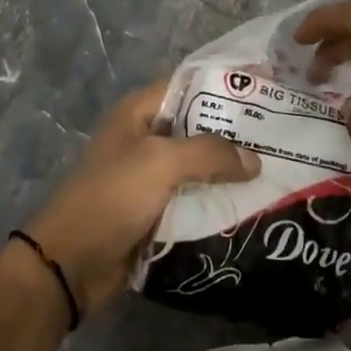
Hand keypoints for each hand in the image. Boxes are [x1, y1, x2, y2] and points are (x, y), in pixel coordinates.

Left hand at [22, 81, 258, 317]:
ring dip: (232, 169)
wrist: (68, 267)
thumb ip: (210, 153)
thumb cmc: (111, 198)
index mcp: (140, 111)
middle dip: (238, 130)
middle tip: (282, 132)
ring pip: (201, 164)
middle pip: (201, 124)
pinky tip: (253, 202)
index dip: (228, 83)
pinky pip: (195, 197)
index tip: (269, 86)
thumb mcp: (160, 163)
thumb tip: (254, 161)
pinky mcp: (156, 210)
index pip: (192, 84)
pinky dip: (219, 198)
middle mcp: (147, 137)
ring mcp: (151, 176)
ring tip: (277, 167)